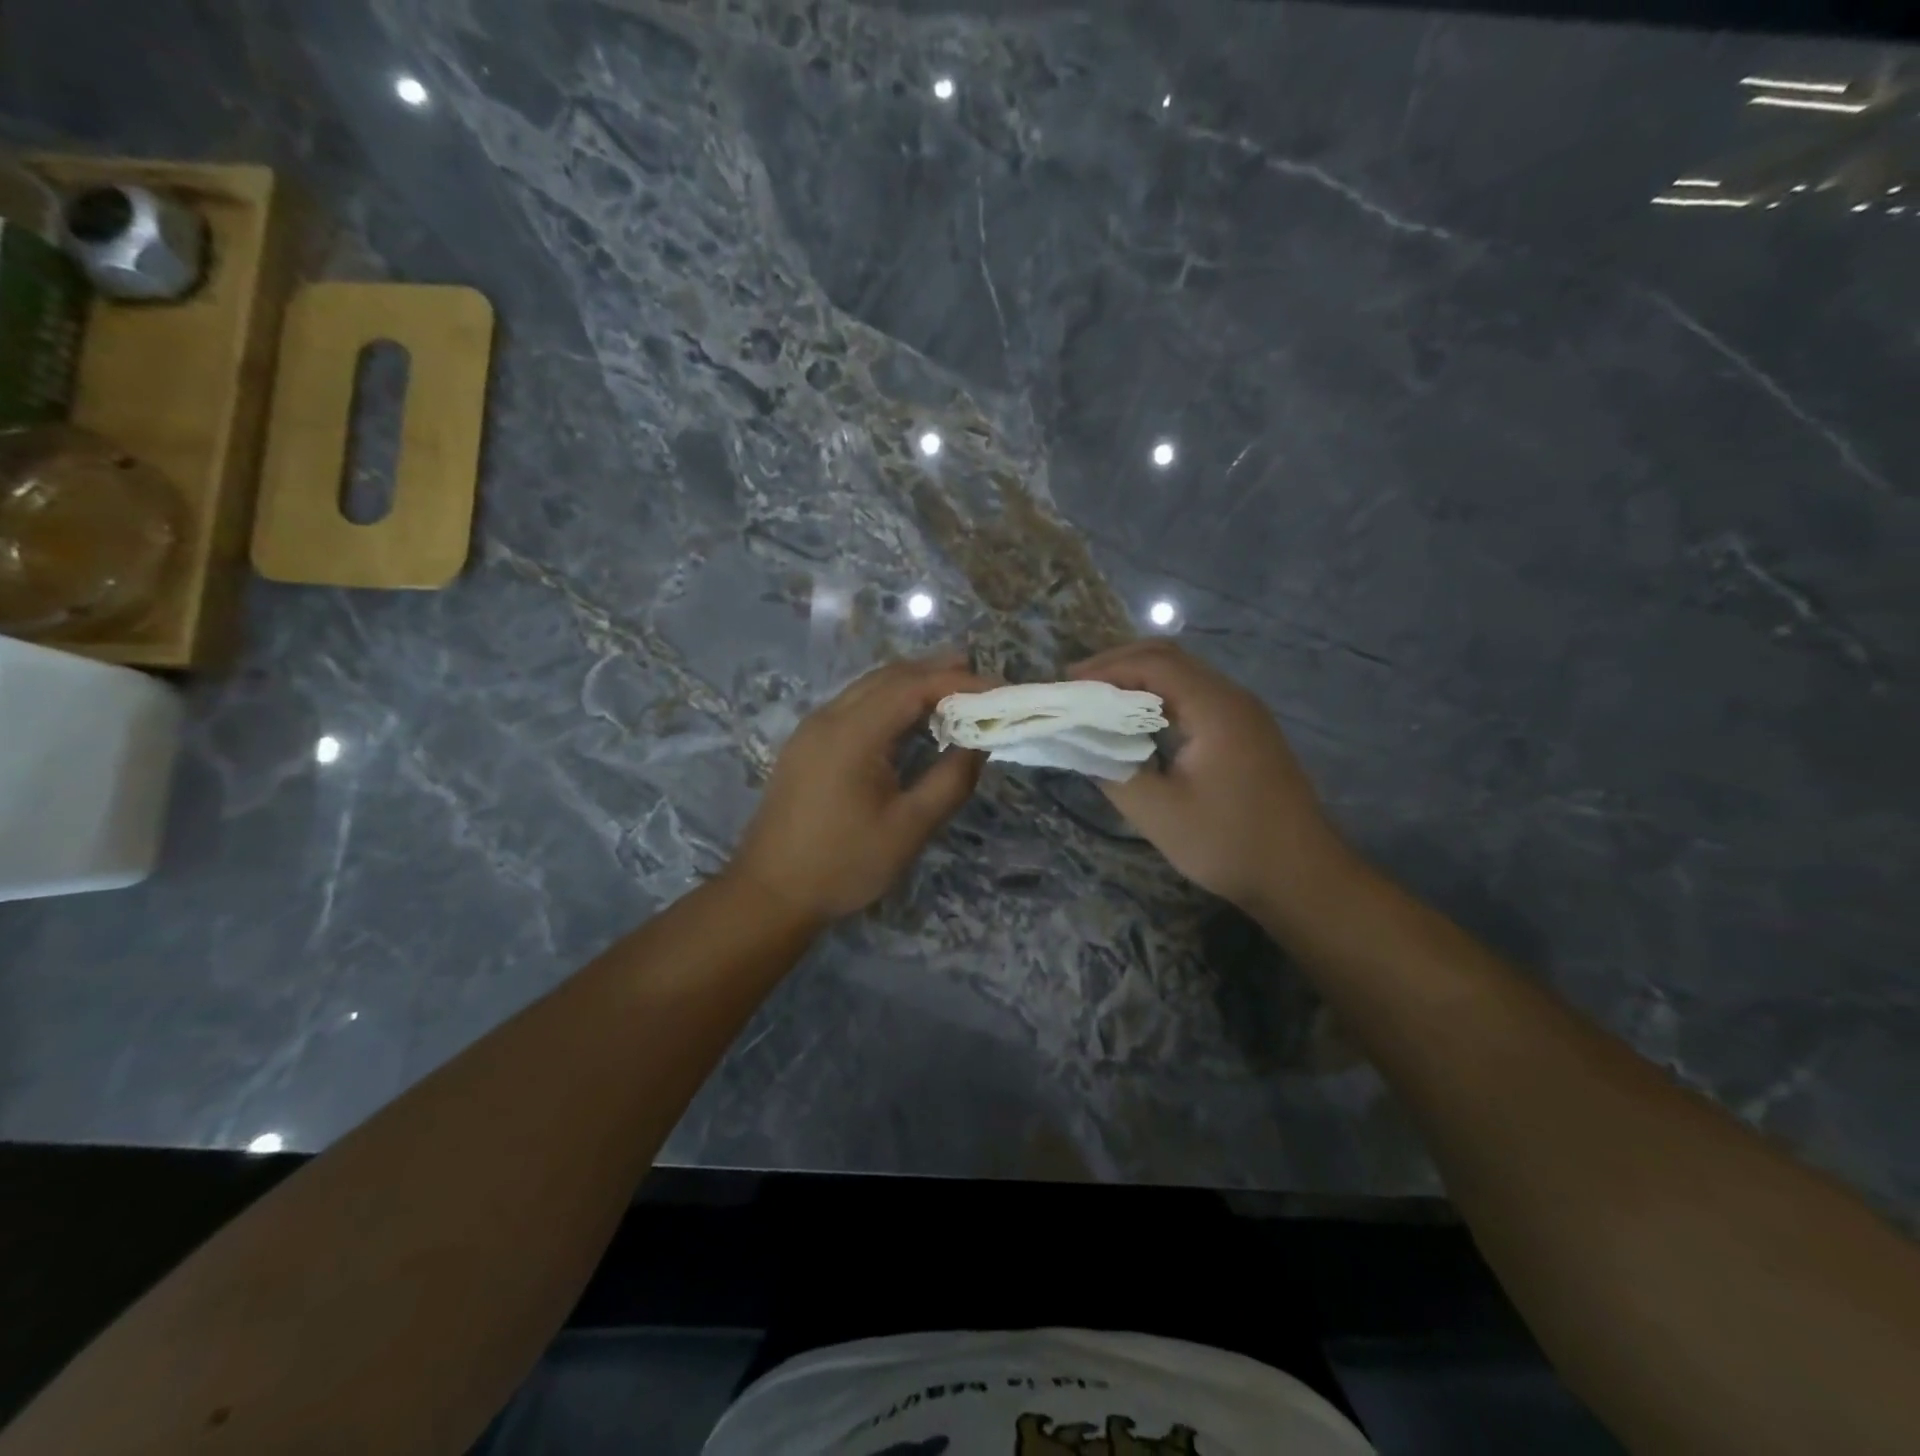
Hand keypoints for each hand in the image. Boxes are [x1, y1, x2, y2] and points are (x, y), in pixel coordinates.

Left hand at [728, 654, 990, 923]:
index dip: (961, 682)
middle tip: (982, 677)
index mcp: (853, 733)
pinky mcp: (807, 744)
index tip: (1001, 690)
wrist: (770, 893)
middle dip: (938, 672)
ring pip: (869, 688)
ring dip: (912, 683)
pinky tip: (910, 719)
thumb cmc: (843, 864)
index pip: (914, 686)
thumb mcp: (909, 828)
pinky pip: (855, 706)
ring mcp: (812, 729)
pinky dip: (889, 701)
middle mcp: (829, 717)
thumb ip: (950, 780)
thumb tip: (979, 743)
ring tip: (955, 690)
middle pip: (890, 676)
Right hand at [1068, 640, 1354, 917]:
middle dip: (1118, 665)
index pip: (1153, 663)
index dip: (1105, 667)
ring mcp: (1244, 714)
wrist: (1302, 877)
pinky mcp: (1246, 733)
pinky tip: (1137, 723)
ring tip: (1097, 701)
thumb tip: (1078, 743)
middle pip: (1170, 659)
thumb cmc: (1228, 843)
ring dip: (1139, 681)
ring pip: (1184, 676)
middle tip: (1077, 687)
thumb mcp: (1158, 812)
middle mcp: (1232, 698)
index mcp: (1215, 708)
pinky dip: (1159, 699)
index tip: (1066, 685)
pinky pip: (1196, 698)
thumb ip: (1111, 771)